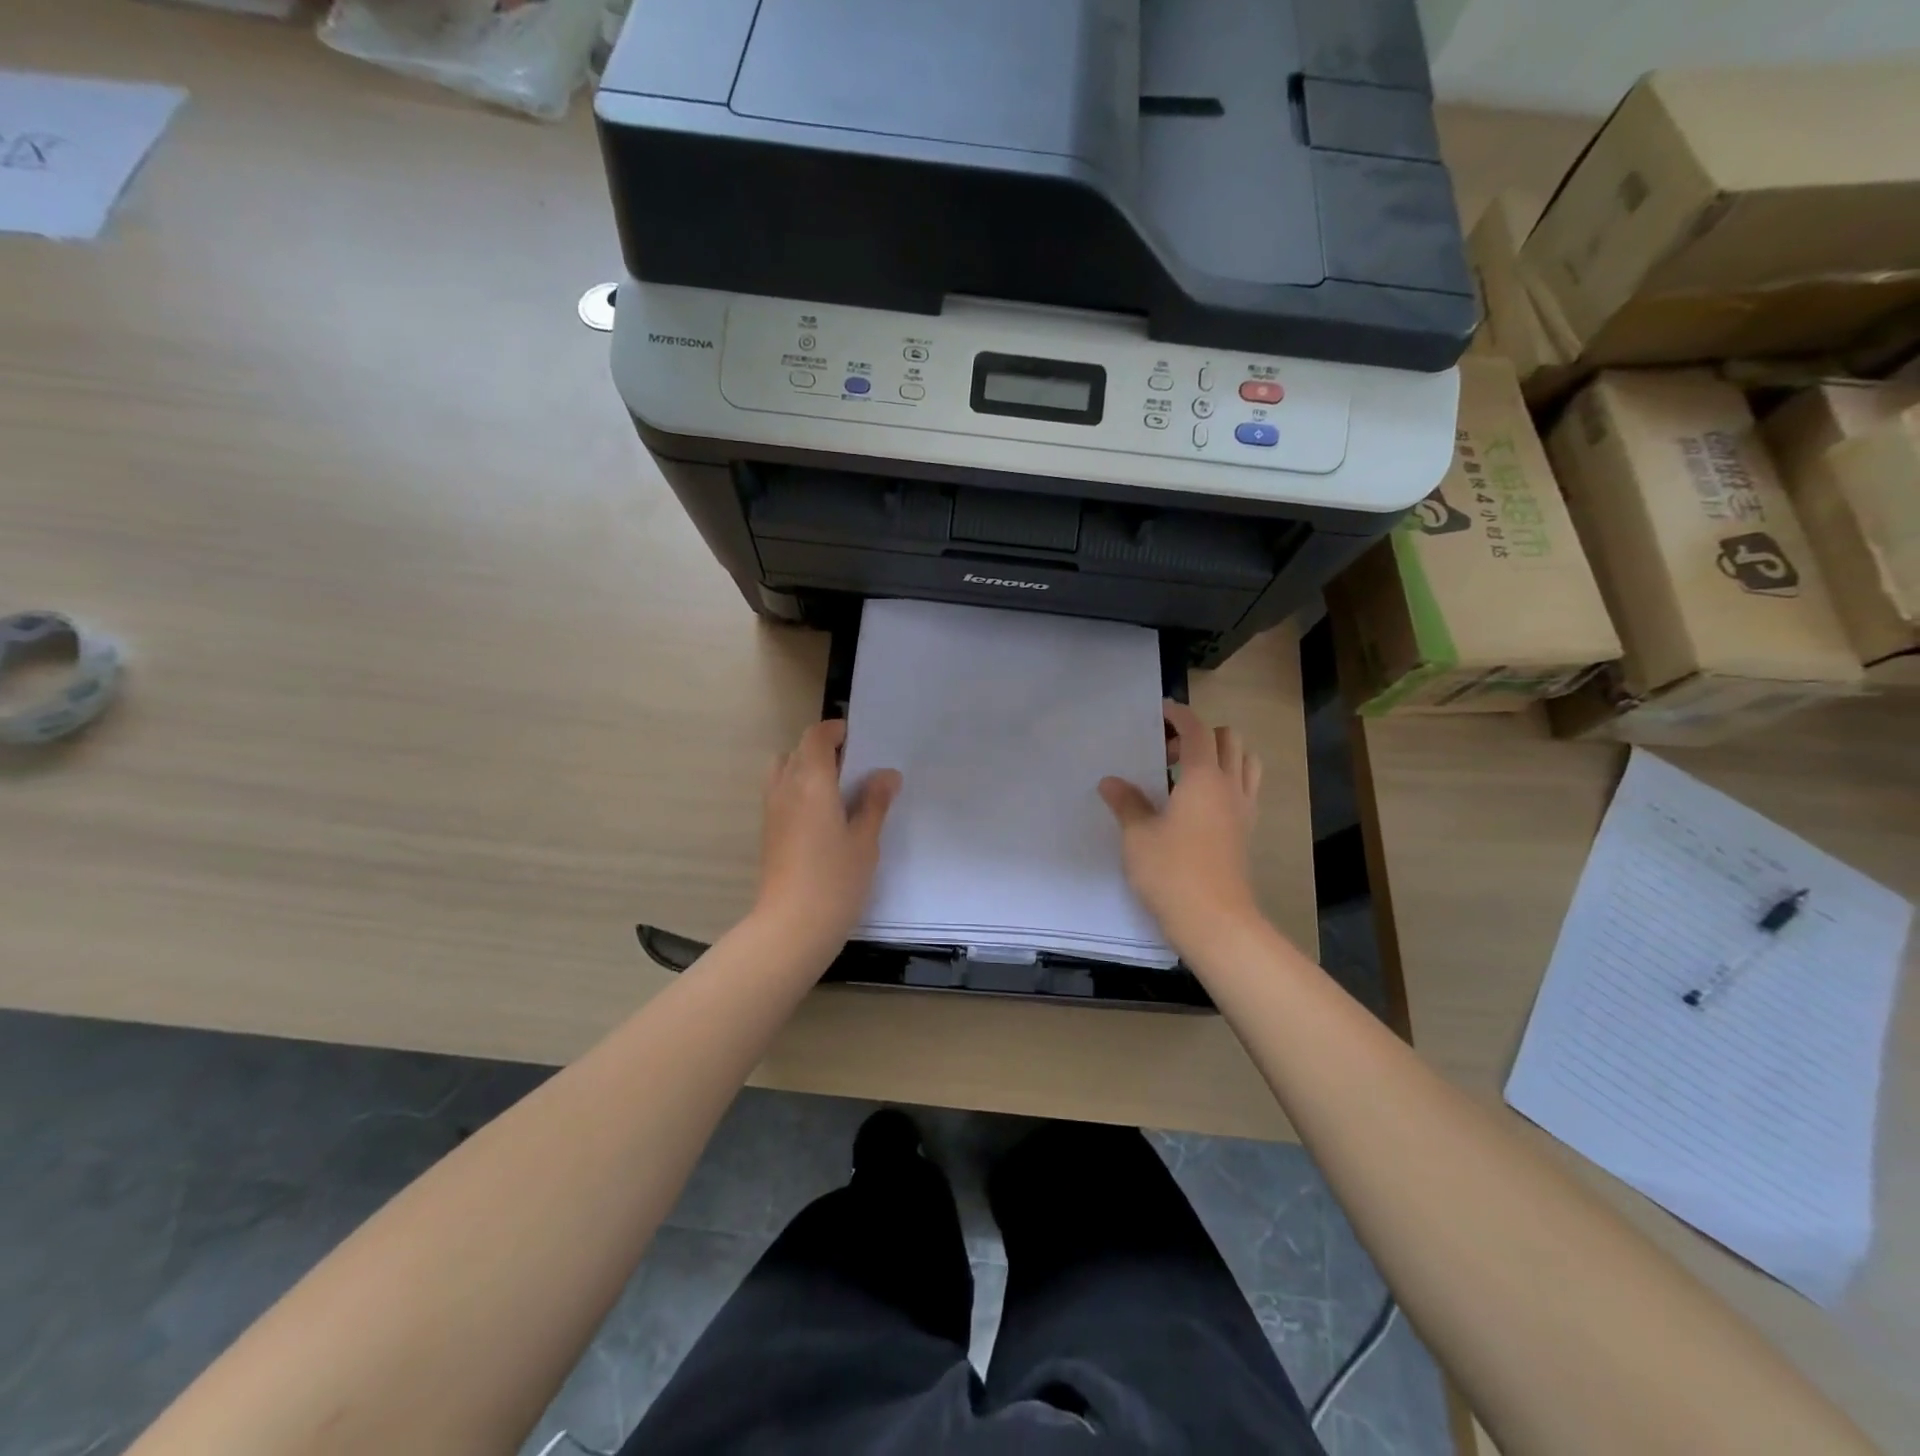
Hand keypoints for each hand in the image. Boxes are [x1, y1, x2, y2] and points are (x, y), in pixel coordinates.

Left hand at [753, 719, 901, 956]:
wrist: (792, 926)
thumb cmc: (836, 879)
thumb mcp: (865, 840)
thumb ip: (875, 802)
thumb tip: (886, 775)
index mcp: (812, 783)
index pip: (816, 738)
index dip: (834, 731)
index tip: (856, 739)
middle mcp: (786, 789)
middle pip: (796, 751)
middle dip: (821, 750)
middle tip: (852, 769)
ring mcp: (772, 811)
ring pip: (783, 772)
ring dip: (805, 770)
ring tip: (836, 793)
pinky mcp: (768, 833)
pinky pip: (780, 795)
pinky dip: (797, 792)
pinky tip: (823, 819)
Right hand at [1099, 702, 1263, 951]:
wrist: (1216, 921)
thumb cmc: (1172, 872)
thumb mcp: (1138, 836)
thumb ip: (1126, 803)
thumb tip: (1111, 783)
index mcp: (1203, 778)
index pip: (1197, 730)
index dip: (1179, 715)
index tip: (1161, 712)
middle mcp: (1230, 786)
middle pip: (1229, 739)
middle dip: (1200, 734)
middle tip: (1168, 753)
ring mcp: (1244, 810)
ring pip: (1245, 762)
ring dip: (1222, 755)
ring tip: (1189, 773)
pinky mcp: (1246, 832)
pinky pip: (1246, 789)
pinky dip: (1229, 780)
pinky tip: (1200, 803)